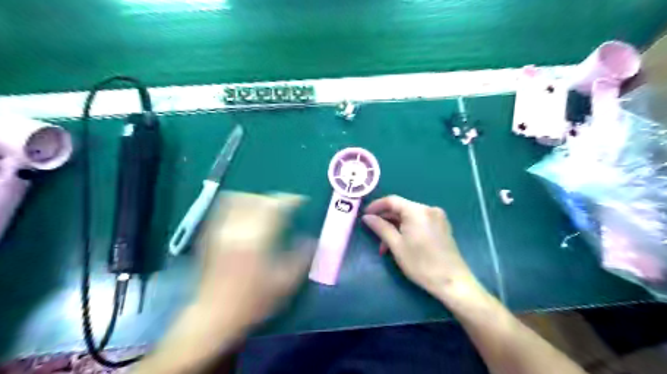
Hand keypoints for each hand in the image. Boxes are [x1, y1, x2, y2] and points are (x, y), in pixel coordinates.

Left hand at [196, 193, 312, 335]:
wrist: (213, 316)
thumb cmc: (252, 301)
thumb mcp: (285, 283)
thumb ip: (302, 258)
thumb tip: (313, 240)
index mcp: (258, 238)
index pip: (276, 206)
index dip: (291, 200)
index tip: (301, 201)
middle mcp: (238, 228)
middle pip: (257, 199)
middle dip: (274, 199)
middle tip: (285, 207)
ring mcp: (220, 231)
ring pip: (238, 200)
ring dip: (255, 199)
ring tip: (265, 207)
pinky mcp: (210, 236)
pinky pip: (222, 209)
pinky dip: (237, 205)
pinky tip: (245, 214)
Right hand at [363, 195, 488, 304]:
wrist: (453, 282)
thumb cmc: (421, 264)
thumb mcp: (397, 246)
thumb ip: (381, 228)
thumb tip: (367, 217)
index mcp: (417, 211)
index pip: (392, 200)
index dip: (376, 206)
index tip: (364, 216)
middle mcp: (429, 209)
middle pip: (401, 208)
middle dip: (386, 220)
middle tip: (374, 235)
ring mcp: (437, 217)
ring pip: (409, 217)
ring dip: (395, 228)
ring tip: (386, 247)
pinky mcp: (441, 227)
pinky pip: (419, 222)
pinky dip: (407, 229)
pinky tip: (401, 243)